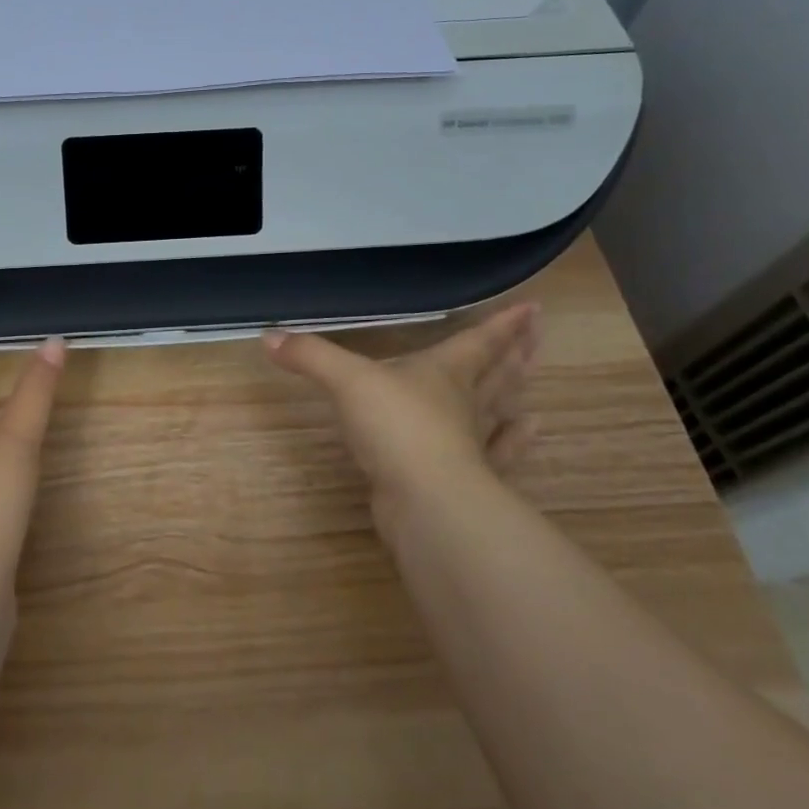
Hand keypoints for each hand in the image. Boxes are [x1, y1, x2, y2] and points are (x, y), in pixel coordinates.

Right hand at [264, 305, 540, 548]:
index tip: (533, 308)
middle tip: (539, 335)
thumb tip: (268, 336)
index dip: (503, 325)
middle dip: (517, 352)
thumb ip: (310, 357)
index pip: (478, 342)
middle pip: (498, 373)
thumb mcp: (346, 382)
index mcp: (444, 374)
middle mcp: (464, 405)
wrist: (425, 500)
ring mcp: (471, 445)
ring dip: (516, 395)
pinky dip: (513, 443)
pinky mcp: (467, 481)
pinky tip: (528, 433)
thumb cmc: (395, 427)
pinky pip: (497, 456)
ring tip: (534, 385)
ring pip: (499, 413)